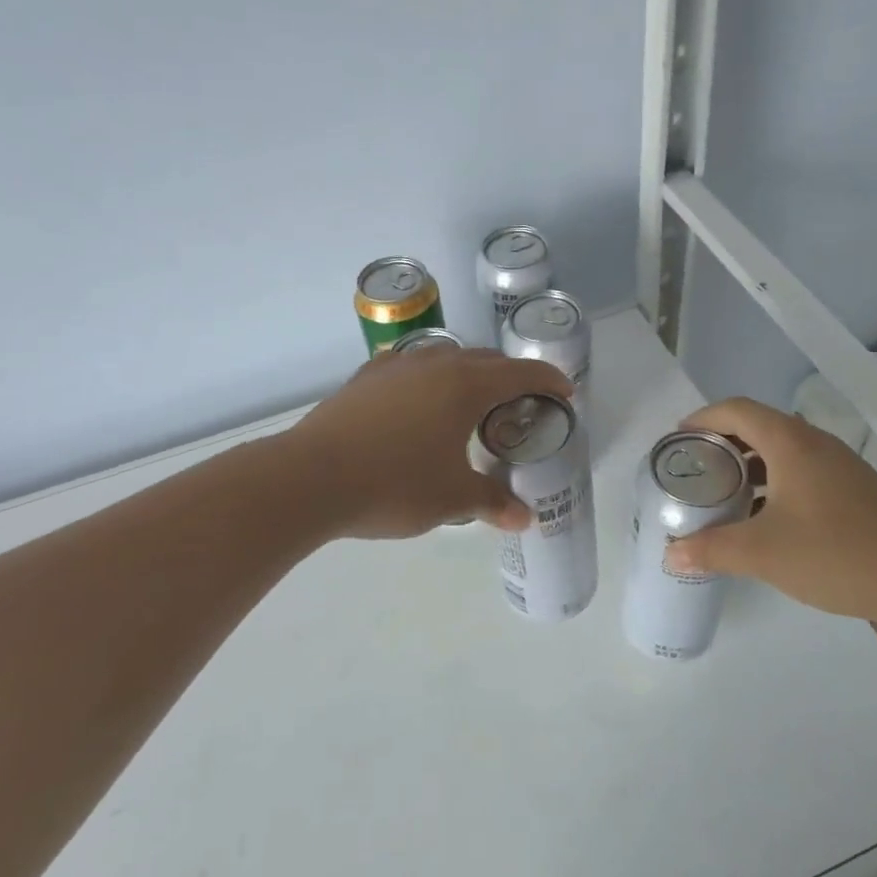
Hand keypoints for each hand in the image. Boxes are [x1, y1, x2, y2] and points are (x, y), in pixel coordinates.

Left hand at [291, 346, 572, 538]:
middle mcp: (434, 364)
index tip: (565, 392)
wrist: (311, 478)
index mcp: (465, 386)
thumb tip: (524, 519)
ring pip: (445, 357)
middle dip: (510, 376)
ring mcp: (395, 367)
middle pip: (485, 359)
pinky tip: (419, 401)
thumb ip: (491, 503)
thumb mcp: (451, 499)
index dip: (548, 380)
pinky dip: (429, 379)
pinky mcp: (365, 379)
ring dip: (468, 373)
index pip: (520, 373)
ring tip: (472, 401)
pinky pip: (410, 368)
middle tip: (522, 402)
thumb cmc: (394, 484)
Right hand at [663, 397, 876, 631]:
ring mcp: (839, 465)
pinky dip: (774, 481)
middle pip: (759, 426)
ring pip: (782, 450)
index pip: (736, 410)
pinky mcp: (854, 489)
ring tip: (724, 493)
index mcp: (790, 442)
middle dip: (722, 443)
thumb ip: (711, 550)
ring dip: (749, 464)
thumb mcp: (762, 553)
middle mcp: (815, 443)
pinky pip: (802, 470)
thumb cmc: (834, 554)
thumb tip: (670, 554)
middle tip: (695, 470)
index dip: (702, 418)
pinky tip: (766, 517)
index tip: (677, 440)